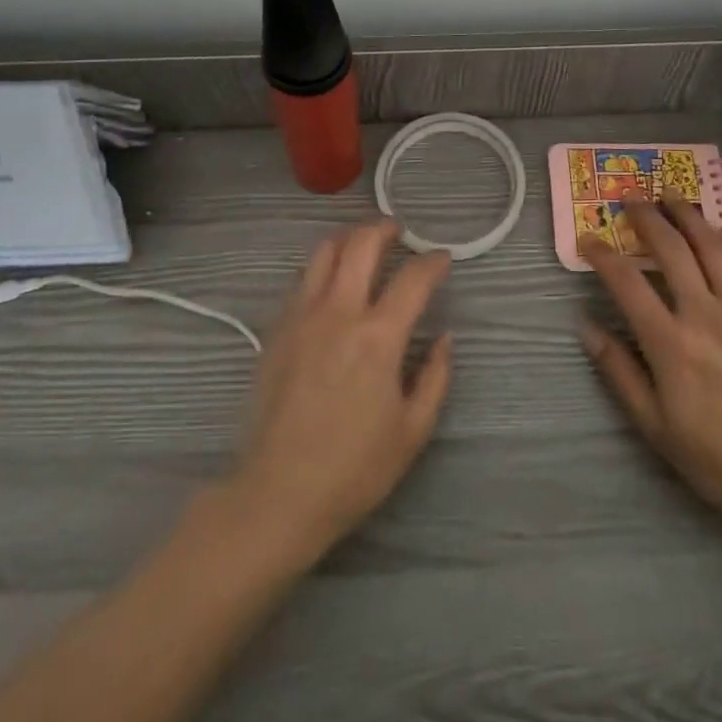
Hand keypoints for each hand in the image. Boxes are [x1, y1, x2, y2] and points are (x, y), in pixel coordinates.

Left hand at [231, 220, 452, 562]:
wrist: (277, 493)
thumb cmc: (354, 468)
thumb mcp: (413, 431)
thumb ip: (436, 376)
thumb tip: (444, 337)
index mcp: (378, 337)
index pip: (413, 279)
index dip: (433, 262)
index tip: (442, 258)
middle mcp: (339, 313)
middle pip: (361, 244)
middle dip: (384, 228)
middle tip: (399, 231)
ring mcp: (302, 316)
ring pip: (324, 252)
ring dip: (349, 238)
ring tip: (363, 243)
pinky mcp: (277, 329)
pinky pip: (301, 279)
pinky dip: (321, 267)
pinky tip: (331, 282)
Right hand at [579, 189, 721, 543]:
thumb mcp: (657, 429)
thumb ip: (619, 373)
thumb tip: (585, 326)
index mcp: (670, 343)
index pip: (626, 283)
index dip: (602, 255)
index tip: (587, 239)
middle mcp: (704, 312)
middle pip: (670, 249)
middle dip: (646, 218)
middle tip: (631, 199)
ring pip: (712, 246)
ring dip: (688, 215)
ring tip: (671, 194)